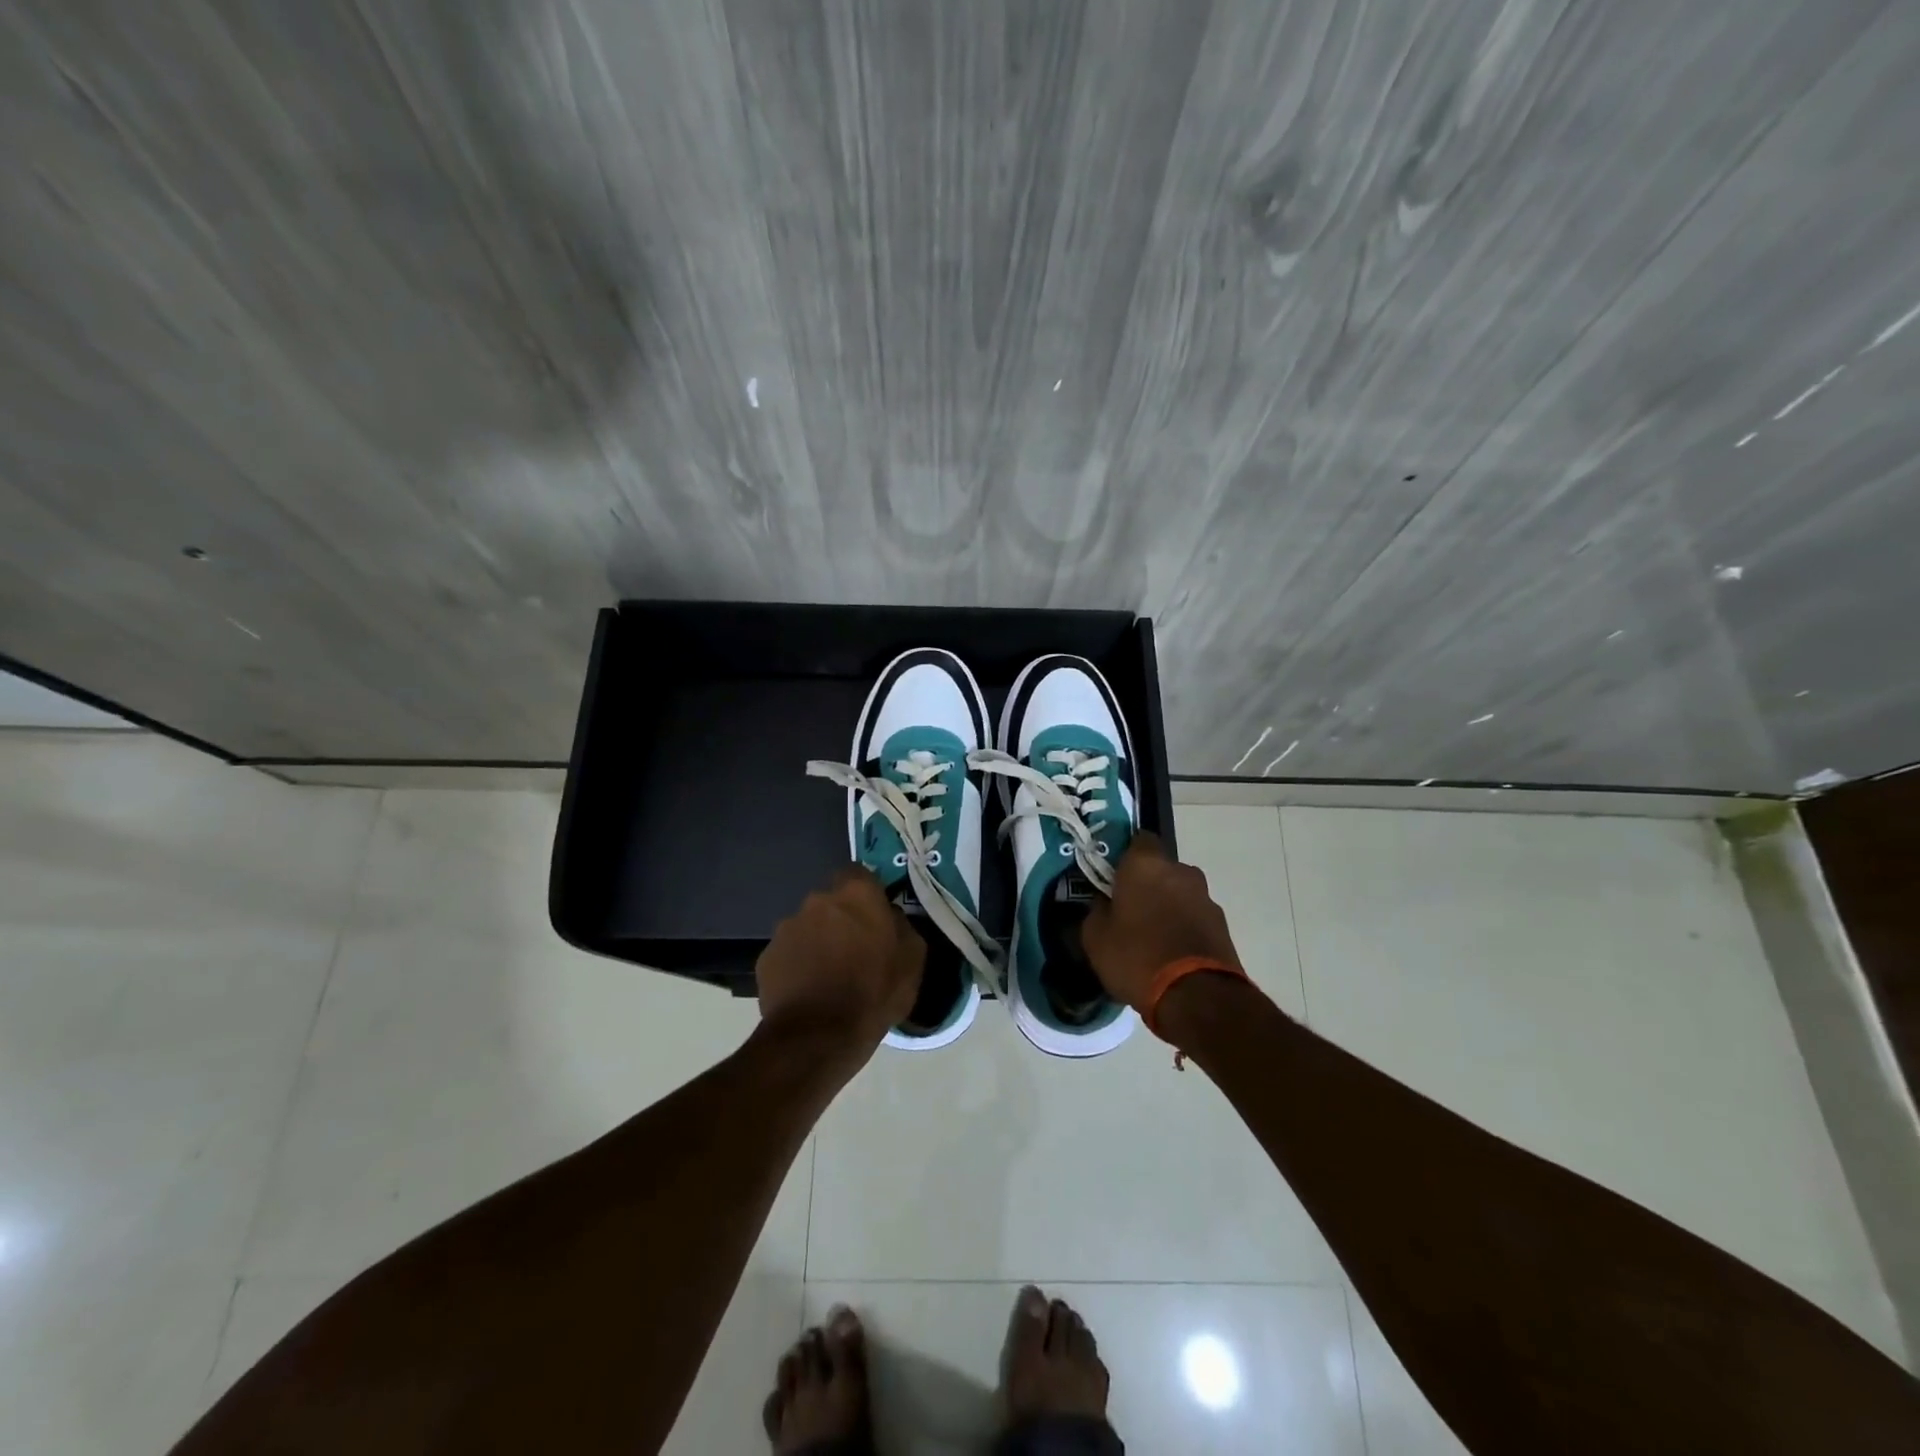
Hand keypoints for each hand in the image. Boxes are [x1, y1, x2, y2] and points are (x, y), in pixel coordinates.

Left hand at [756, 865, 923, 1054]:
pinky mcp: (766, 957)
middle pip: (831, 902)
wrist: (818, 1037)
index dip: (866, 893)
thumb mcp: (912, 960)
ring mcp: (787, 928)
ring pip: (808, 928)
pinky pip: (788, 954)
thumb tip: (892, 919)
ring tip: (829, 977)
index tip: (874, 916)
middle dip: (841, 920)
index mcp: (856, 894)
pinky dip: (797, 966)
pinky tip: (808, 992)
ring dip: (818, 943)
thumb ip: (903, 927)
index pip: (859, 873)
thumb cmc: (874, 993)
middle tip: (854, 951)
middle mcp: (817, 900)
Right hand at [1082, 832, 1243, 1011]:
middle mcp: (1181, 871)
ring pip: (1179, 894)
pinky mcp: (1222, 925)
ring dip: (1167, 907)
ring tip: (1151, 938)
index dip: (1124, 857)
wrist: (1197, 997)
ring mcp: (1206, 898)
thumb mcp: (1095, 937)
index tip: (1112, 878)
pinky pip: (1194, 917)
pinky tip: (1170, 954)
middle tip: (1128, 911)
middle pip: (1160, 869)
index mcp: (1146, 865)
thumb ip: (1097, 911)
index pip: (1138, 840)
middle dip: (1146, 885)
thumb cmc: (1137, 957)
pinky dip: (1183, 928)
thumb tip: (1104, 903)